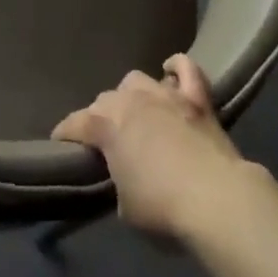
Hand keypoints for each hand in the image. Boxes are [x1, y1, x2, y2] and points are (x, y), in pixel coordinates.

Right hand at [52, 54, 249, 239]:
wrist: (215, 199)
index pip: (74, 124)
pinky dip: (176, 68)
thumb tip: (125, 177)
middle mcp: (129, 100)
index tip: (62, 147)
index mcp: (104, 125)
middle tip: (109, 142)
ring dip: (132, 96)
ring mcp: (163, 95)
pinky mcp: (196, 98)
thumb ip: (118, 182)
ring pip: (136, 80)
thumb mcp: (126, 207)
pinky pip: (185, 69)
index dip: (65, 136)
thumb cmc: (163, 208)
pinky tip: (170, 73)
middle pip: (105, 100)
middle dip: (101, 118)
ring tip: (138, 114)